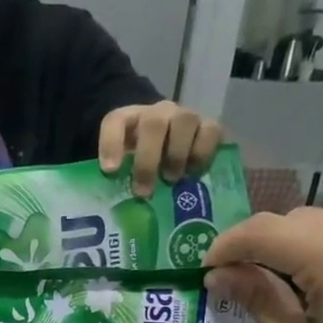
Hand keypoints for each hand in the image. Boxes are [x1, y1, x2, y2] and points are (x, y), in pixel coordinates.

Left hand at [98, 100, 224, 195]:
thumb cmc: (142, 165)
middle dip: (148, 160)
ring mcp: (185, 117)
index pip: (115, 121)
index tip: (111, 171)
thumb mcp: (124, 170)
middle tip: (144, 191)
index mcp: (129, 121)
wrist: (171, 152)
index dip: (111, 144)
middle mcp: (158, 113)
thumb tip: (112, 210)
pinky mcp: (209, 126)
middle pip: (153, 123)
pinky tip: (193, 174)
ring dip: (177, 154)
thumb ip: (118, 180)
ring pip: (185, 121)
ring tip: (171, 179)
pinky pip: (211, 131)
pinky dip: (203, 154)